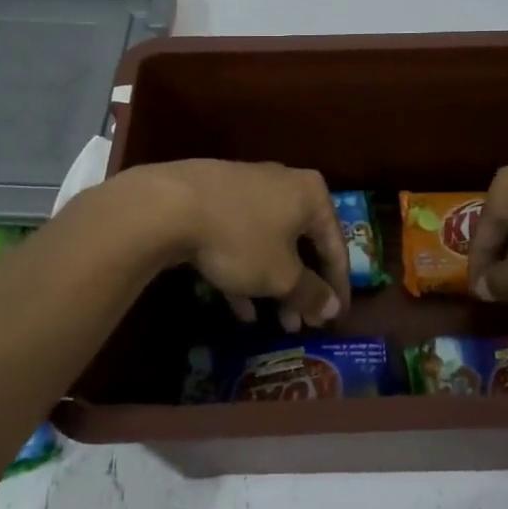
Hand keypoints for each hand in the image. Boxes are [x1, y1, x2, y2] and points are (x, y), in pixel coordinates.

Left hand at [125, 160, 351, 330]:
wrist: (169, 205)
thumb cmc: (241, 238)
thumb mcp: (281, 275)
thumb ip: (310, 293)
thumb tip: (332, 309)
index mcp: (311, 194)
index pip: (336, 246)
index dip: (337, 287)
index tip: (336, 318)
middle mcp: (284, 184)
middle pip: (302, 243)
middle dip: (302, 288)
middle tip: (303, 324)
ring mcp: (247, 189)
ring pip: (270, 244)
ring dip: (274, 285)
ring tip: (275, 323)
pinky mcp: (215, 200)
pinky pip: (241, 239)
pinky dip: (246, 271)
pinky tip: (241, 309)